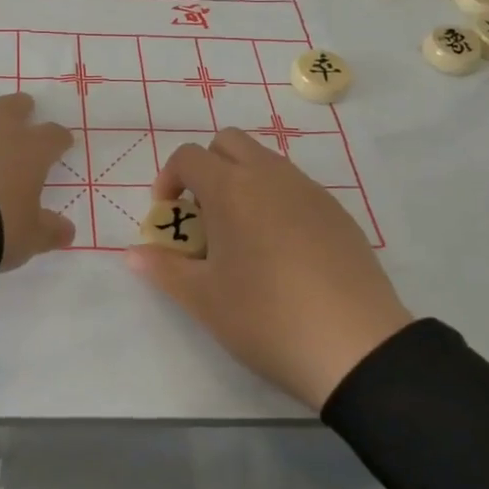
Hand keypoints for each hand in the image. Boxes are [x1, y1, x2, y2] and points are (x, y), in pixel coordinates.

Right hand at [126, 128, 412, 409]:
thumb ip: (164, 268)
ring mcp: (309, 190)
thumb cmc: (266, 317)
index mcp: (232, 188)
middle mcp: (270, 176)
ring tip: (240, 237)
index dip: (168, 179)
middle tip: (202, 216)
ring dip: (242, 181)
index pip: (189, 157)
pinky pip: (295, 186)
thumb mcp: (204, 299)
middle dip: (206, 168)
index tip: (168, 216)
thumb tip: (132, 253)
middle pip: (228, 142)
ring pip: (265, 161)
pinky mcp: (337, 211)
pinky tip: (281, 251)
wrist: (356, 345)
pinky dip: (275, 200)